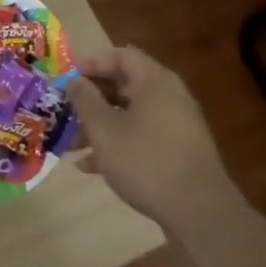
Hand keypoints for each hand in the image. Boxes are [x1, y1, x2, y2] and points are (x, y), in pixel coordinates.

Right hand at [67, 46, 236, 233]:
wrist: (199, 211)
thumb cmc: (145, 160)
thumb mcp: (104, 129)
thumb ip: (85, 100)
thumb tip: (75, 81)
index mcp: (154, 81)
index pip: (121, 55)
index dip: (92, 63)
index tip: (68, 80)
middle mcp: (169, 96)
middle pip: (124, 85)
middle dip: (92, 99)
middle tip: (66, 112)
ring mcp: (176, 125)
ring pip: (130, 114)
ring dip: (100, 125)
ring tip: (72, 145)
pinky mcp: (178, 151)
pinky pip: (142, 136)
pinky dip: (118, 144)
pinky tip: (92, 167)